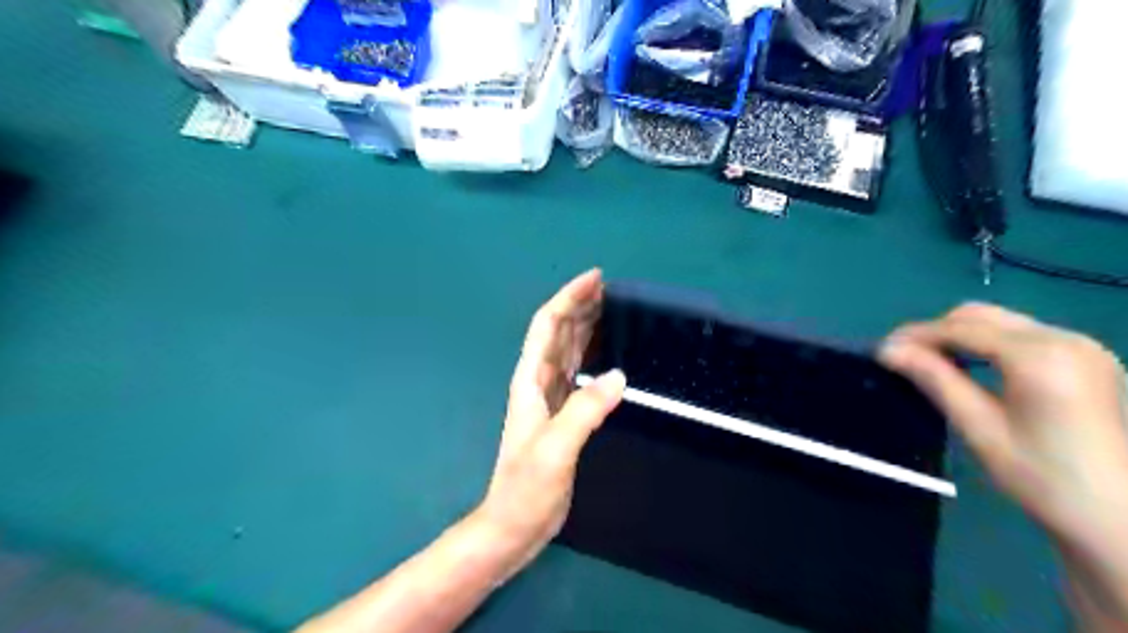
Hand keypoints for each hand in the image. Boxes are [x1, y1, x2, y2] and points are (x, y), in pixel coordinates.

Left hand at [472, 270, 621, 564]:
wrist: (515, 523)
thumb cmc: (528, 487)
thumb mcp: (556, 448)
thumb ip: (585, 410)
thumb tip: (618, 375)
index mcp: (531, 381)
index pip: (548, 326)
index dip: (568, 298)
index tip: (595, 279)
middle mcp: (538, 382)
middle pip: (558, 332)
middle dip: (579, 305)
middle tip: (610, 288)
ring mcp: (550, 398)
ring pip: (568, 350)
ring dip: (585, 326)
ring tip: (610, 309)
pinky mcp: (562, 414)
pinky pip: (578, 373)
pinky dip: (591, 355)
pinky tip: (606, 353)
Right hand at [880, 305, 1127, 540]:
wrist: (1121, 517)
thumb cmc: (1044, 478)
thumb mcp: (980, 428)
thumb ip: (935, 380)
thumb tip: (888, 351)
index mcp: (1040, 357)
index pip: (961, 328)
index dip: (916, 335)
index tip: (882, 349)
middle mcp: (1065, 338)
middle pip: (981, 316)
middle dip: (937, 332)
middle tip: (904, 358)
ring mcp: (1082, 346)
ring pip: (1001, 322)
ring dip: (960, 336)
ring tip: (931, 364)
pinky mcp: (1088, 359)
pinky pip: (1023, 335)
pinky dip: (988, 344)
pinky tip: (972, 368)